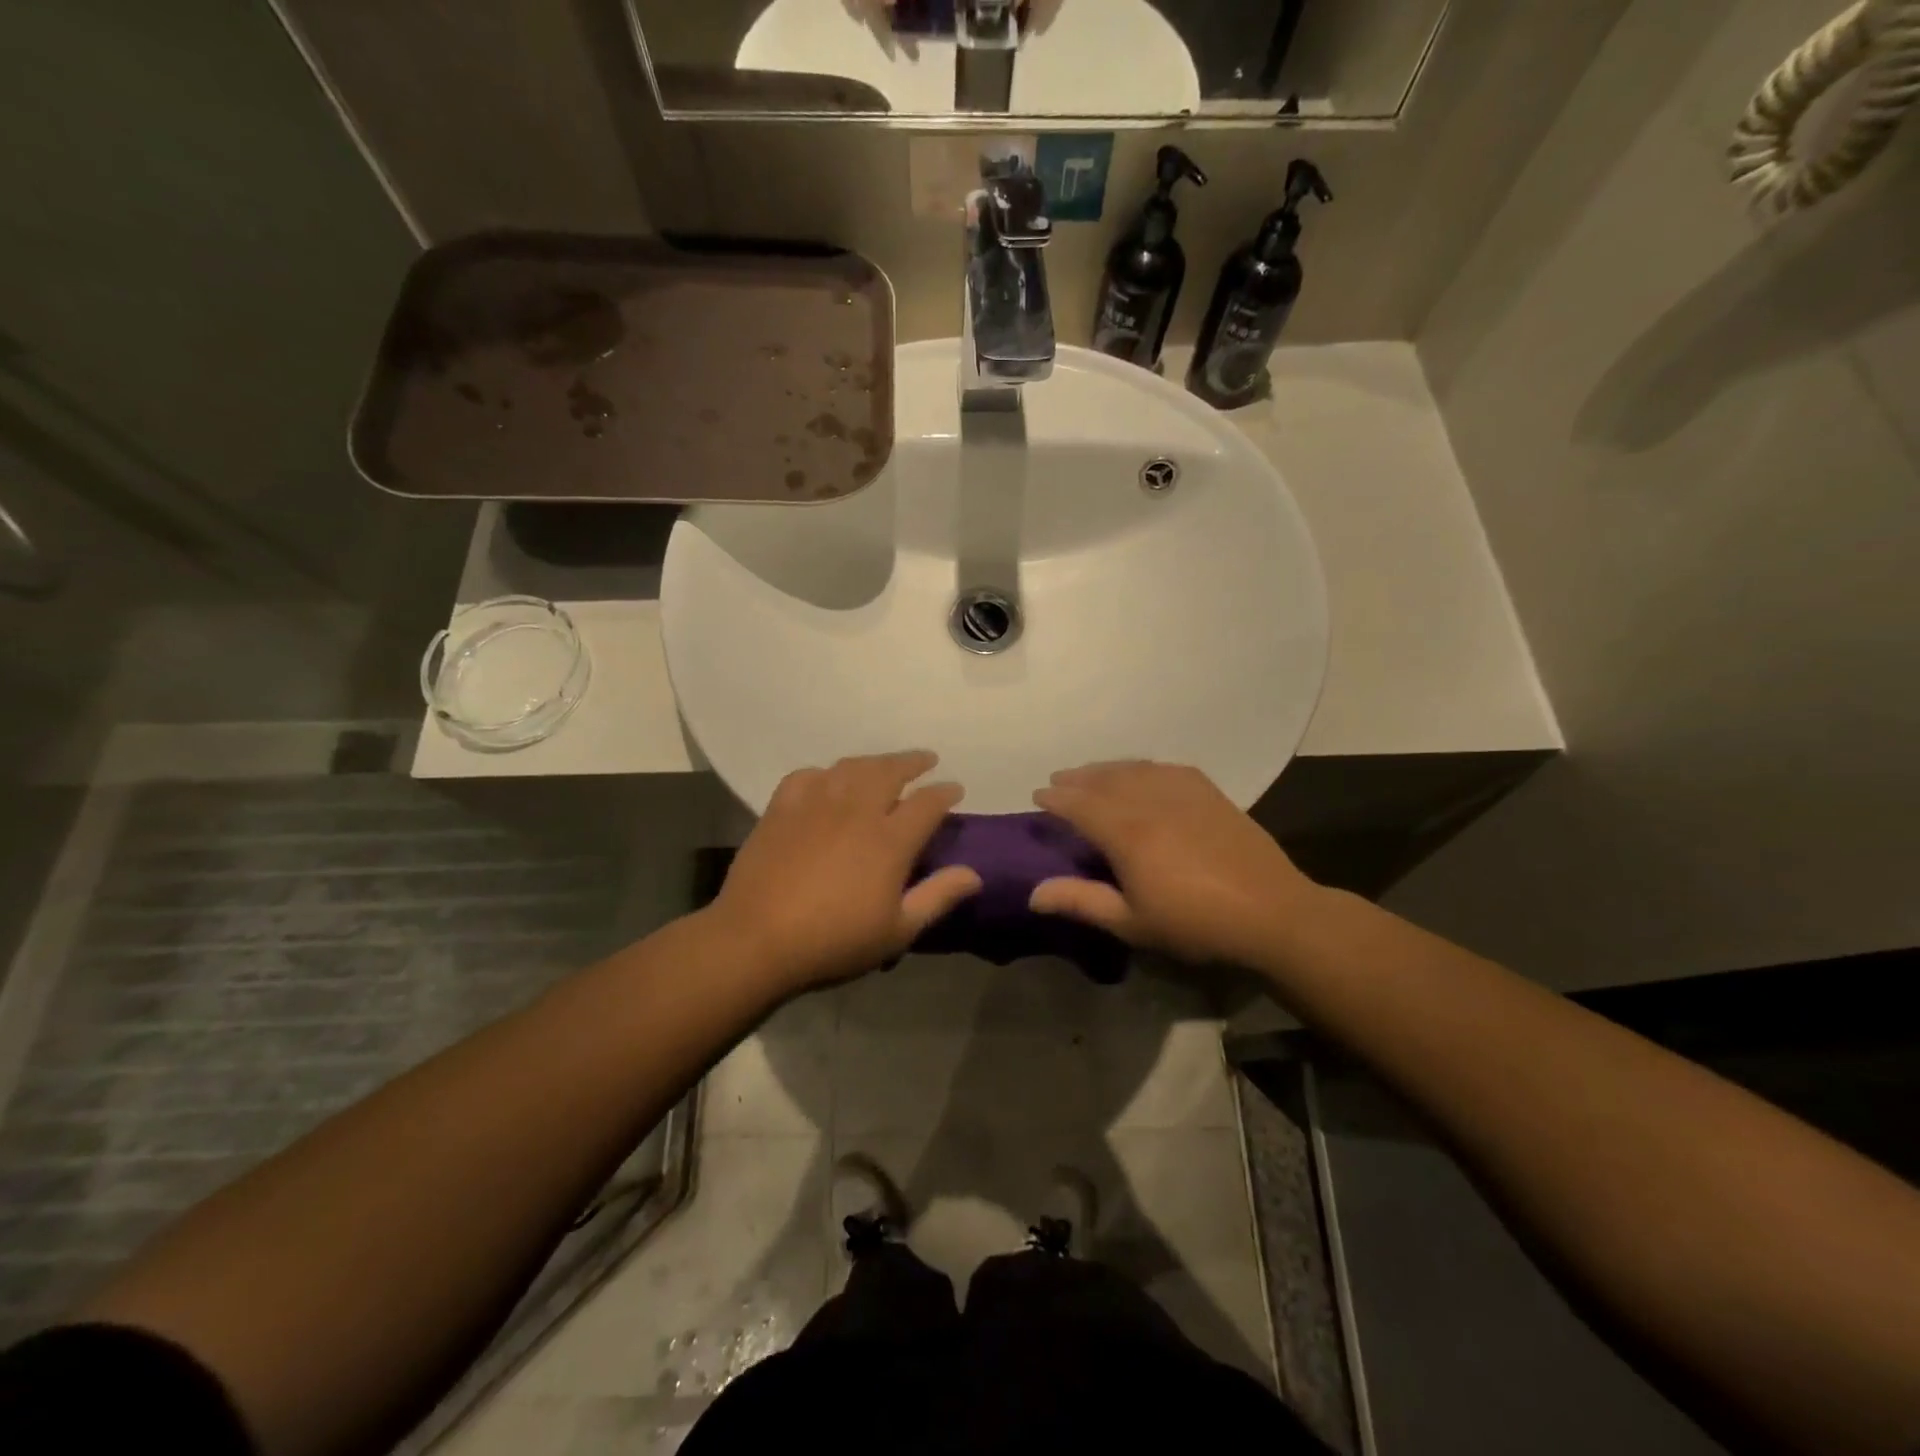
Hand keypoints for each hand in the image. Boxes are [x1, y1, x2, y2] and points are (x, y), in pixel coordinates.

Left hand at [709, 752, 981, 994]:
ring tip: (883, 766)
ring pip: (851, 767)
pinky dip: (825, 773)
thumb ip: (937, 897)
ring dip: (874, 761)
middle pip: (890, 771)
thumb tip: (974, 873)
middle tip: (925, 760)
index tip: (955, 789)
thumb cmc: (834, 941)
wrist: (757, 940)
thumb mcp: (897, 931)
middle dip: (913, 761)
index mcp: (889, 839)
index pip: (927, 803)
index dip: (945, 791)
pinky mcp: (781, 808)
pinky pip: (808, 776)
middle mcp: (856, 810)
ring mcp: (816, 804)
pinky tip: (827, 781)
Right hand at [1029, 761, 1321, 967]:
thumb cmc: (1195, 922)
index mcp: (1127, 833)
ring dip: (1107, 768)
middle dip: (1077, 778)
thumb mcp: (1131, 922)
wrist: (1270, 911)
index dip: (1056, 798)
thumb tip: (1033, 893)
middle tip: (1058, 779)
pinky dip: (1144, 767)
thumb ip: (1081, 901)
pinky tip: (1142, 773)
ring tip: (1092, 773)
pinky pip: (1166, 769)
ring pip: (1134, 769)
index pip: (1080, 804)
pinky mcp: (1209, 792)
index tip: (1038, 794)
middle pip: (1104, 780)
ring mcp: (1182, 792)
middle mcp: (1150, 801)